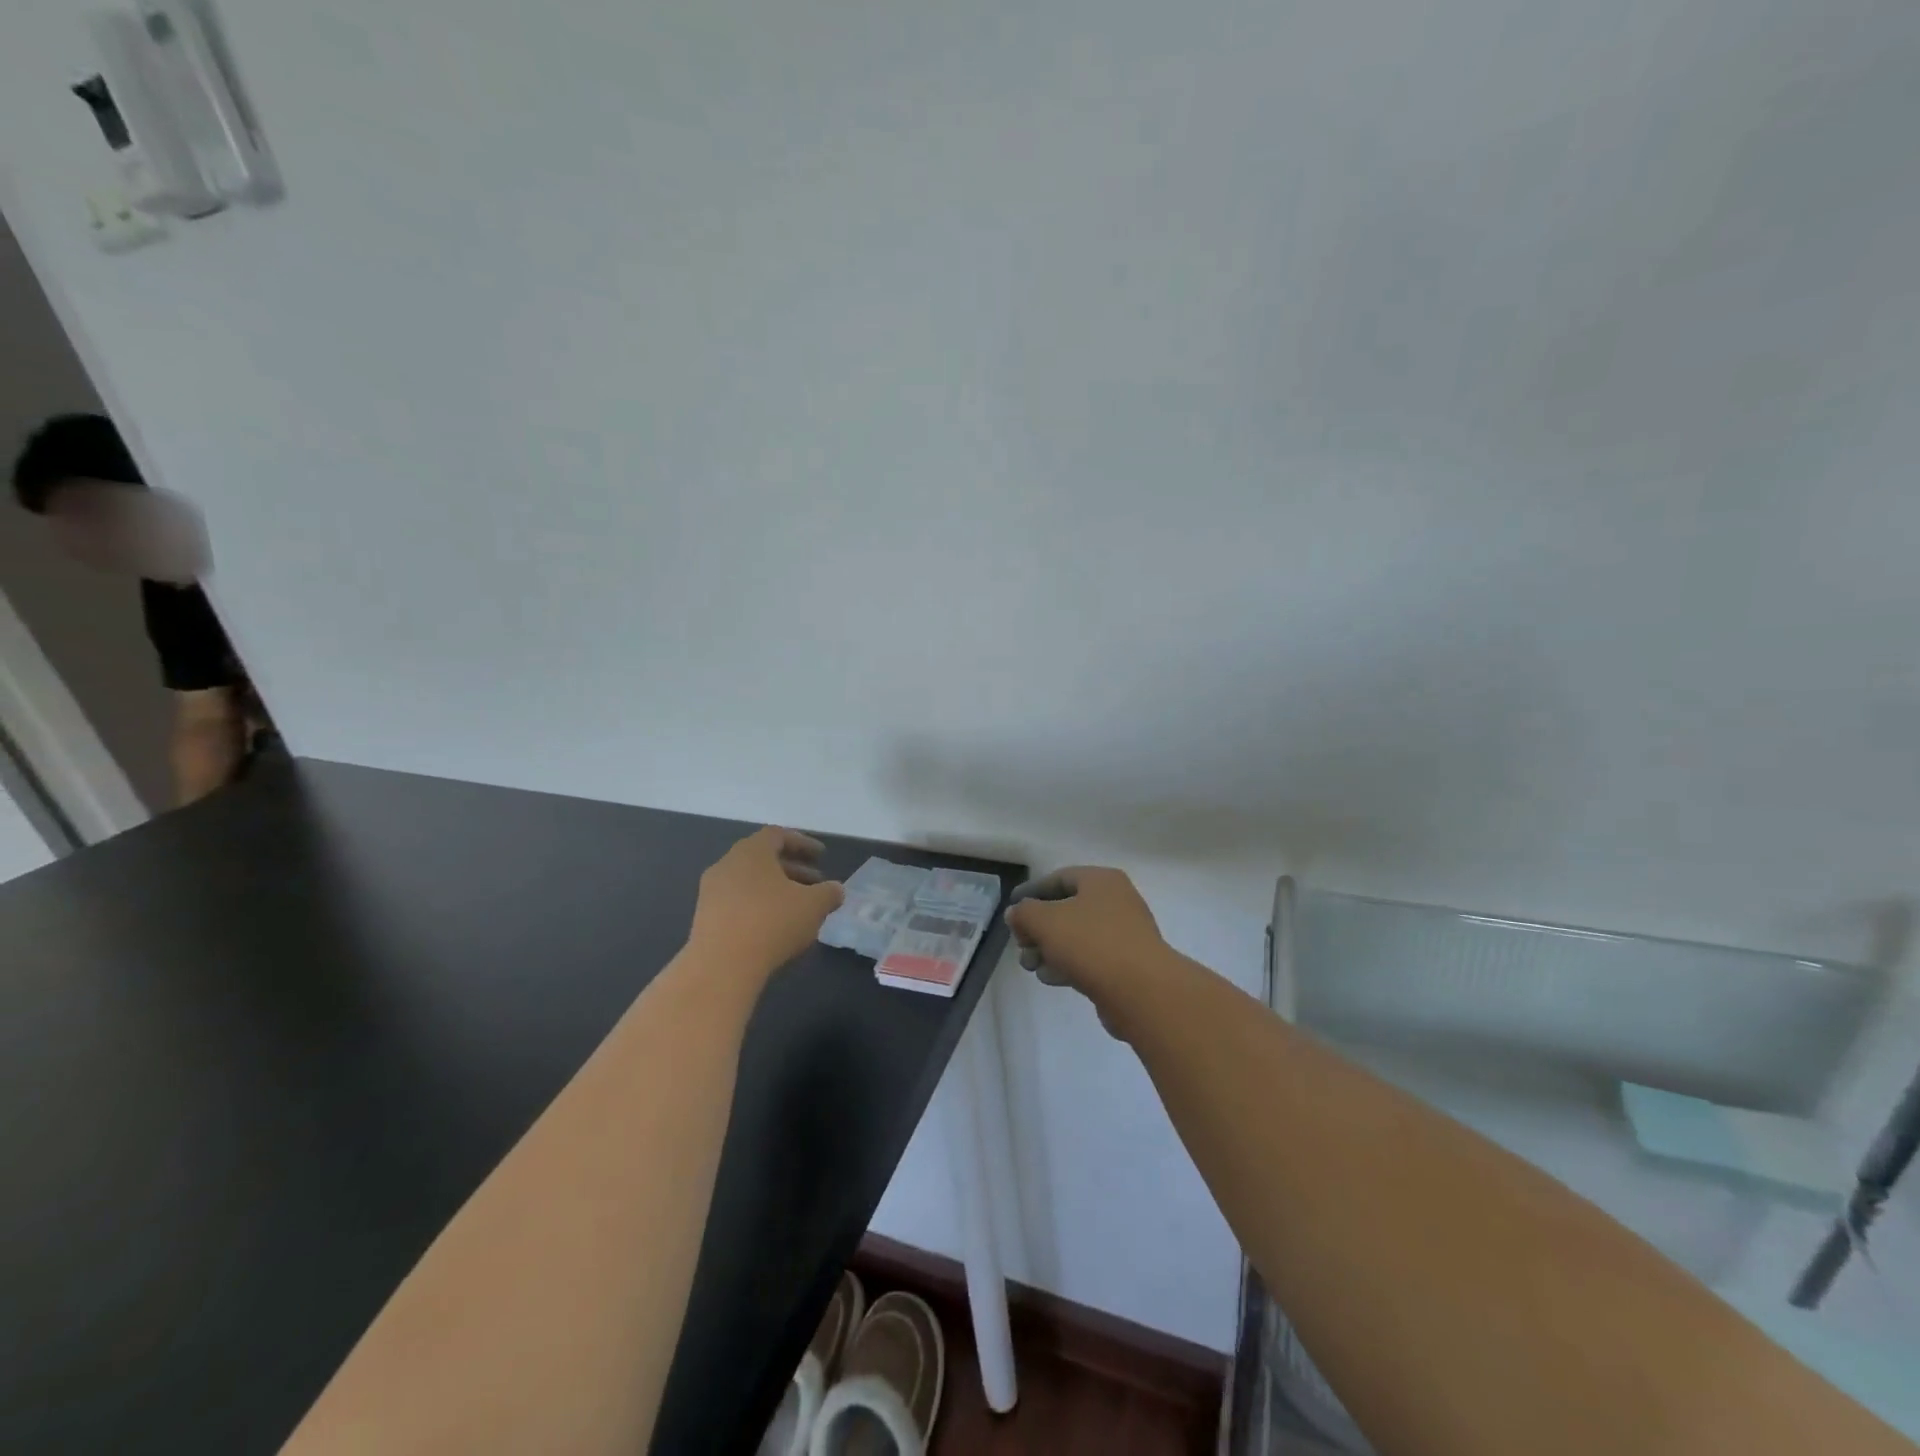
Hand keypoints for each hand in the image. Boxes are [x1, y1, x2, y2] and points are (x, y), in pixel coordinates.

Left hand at [688, 828, 844, 977]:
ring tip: (798, 908)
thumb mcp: (814, 905)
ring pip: (750, 882)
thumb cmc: (772, 922)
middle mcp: (727, 864)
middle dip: (792, 868)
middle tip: (815, 882)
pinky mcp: (704, 918)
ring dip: (776, 889)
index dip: (803, 843)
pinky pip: (737, 902)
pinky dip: (759, 907)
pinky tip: (775, 928)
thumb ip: (829, 892)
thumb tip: (835, 890)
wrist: (721, 966)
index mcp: (751, 851)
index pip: (778, 835)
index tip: (822, 856)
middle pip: (763, 858)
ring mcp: (711, 892)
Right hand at [1005, 867, 1168, 1031]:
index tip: (1011, 908)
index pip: (1059, 878)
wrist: (1142, 991)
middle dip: (1038, 928)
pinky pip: (1090, 958)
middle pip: (1067, 909)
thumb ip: (1024, 913)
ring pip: (1077, 936)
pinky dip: (1068, 964)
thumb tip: (1017, 913)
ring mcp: (1124, 934)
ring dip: (1049, 949)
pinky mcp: (1126, 965)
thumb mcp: (1045, 921)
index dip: (1031, 891)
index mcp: (1102, 881)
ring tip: (1030, 966)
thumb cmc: (1091, 943)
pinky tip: (1050, 978)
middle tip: (1020, 945)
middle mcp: (1116, 902)